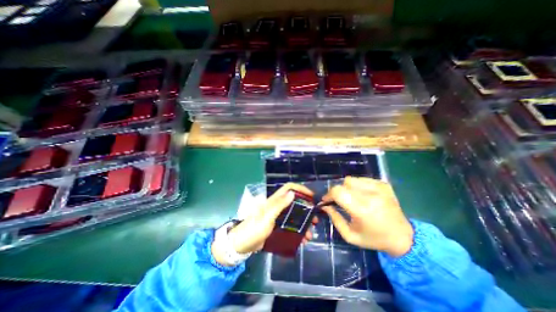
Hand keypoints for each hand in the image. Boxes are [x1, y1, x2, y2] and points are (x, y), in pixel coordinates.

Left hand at [212, 183, 316, 265]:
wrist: (241, 245)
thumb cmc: (254, 229)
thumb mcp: (267, 217)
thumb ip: (279, 205)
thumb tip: (292, 193)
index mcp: (274, 201)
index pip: (289, 188)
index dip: (300, 189)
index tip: (312, 196)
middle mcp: (277, 206)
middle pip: (295, 202)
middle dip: (306, 209)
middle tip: (315, 219)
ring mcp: (277, 217)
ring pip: (294, 216)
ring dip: (303, 224)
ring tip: (310, 235)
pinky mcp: (277, 227)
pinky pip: (290, 227)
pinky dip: (298, 232)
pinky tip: (302, 240)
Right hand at [321, 177, 411, 256]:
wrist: (403, 237)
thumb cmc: (373, 239)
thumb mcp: (350, 235)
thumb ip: (334, 218)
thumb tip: (324, 205)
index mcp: (362, 210)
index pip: (338, 192)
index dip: (329, 194)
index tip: (327, 201)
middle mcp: (370, 195)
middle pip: (343, 183)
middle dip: (337, 192)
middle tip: (339, 201)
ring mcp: (379, 188)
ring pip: (351, 179)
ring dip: (347, 188)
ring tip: (351, 198)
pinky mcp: (383, 184)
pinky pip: (362, 179)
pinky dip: (357, 186)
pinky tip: (361, 195)